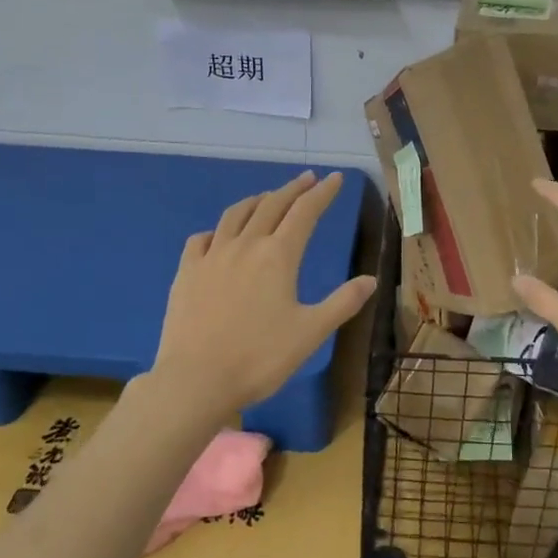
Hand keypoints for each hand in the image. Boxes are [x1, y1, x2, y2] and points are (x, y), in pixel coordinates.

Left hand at [148, 170, 375, 419]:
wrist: (196, 380)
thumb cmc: (260, 358)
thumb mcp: (311, 332)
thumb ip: (343, 302)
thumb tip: (371, 279)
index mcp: (279, 256)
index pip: (305, 212)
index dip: (322, 193)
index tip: (335, 178)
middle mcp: (246, 245)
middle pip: (271, 205)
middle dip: (293, 189)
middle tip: (307, 179)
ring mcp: (212, 256)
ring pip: (235, 215)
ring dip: (256, 201)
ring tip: (267, 198)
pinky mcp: (186, 271)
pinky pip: (201, 238)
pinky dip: (218, 229)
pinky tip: (219, 236)